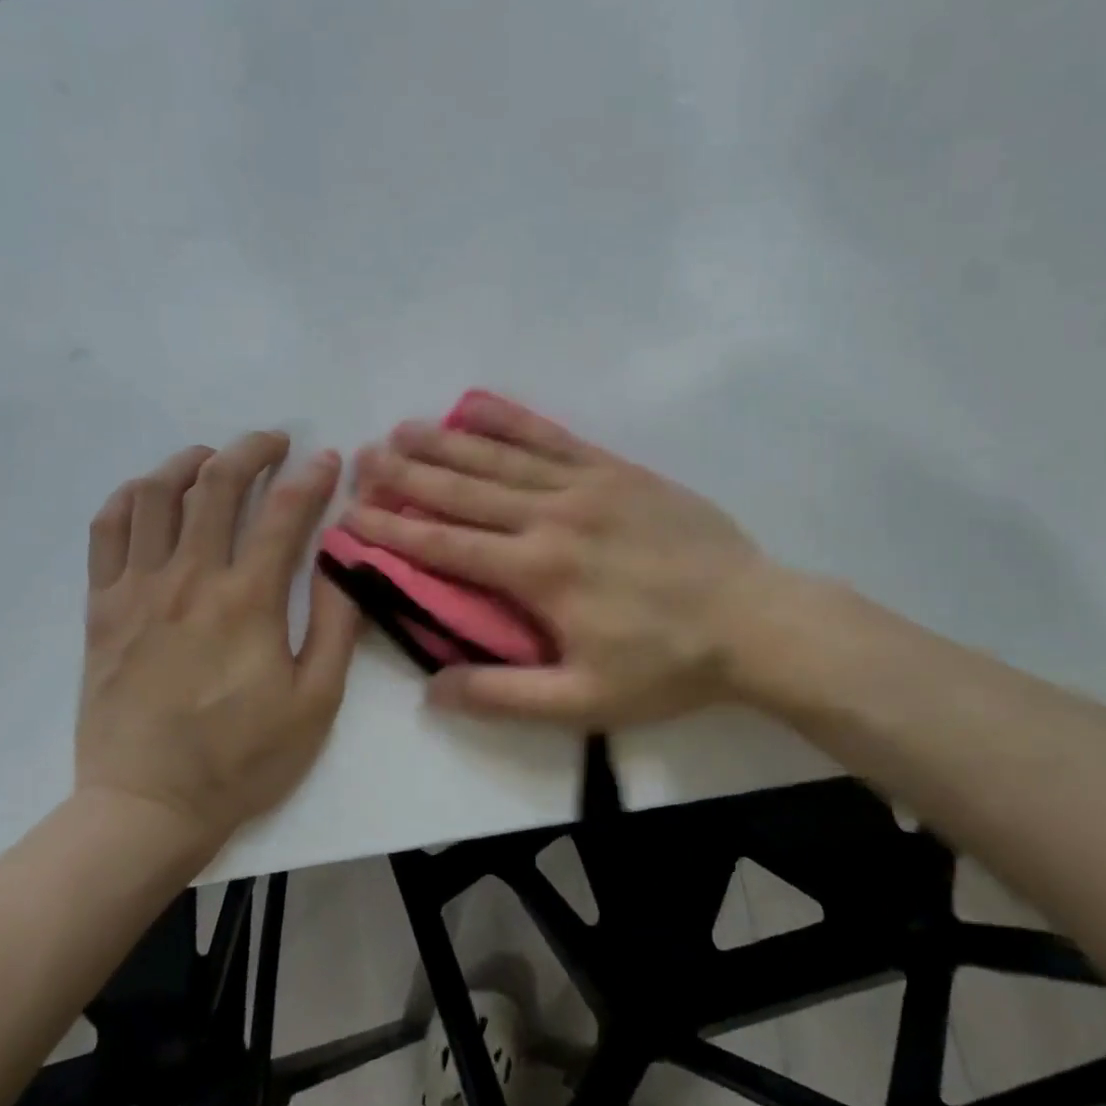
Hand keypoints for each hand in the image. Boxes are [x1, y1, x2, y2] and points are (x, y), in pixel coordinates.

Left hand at [76, 431, 357, 846]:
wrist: (146, 809)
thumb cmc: (243, 759)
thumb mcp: (317, 701)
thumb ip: (336, 623)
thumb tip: (342, 559)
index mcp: (248, 602)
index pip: (285, 514)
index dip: (312, 478)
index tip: (329, 460)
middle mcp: (189, 580)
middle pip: (216, 485)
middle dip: (252, 450)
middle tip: (275, 442)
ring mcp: (137, 590)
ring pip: (154, 495)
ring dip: (188, 463)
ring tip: (213, 459)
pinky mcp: (102, 609)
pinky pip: (107, 531)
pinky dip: (130, 498)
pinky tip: (152, 495)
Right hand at [347, 395, 771, 725]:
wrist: (752, 618)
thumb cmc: (667, 665)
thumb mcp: (584, 702)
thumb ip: (505, 696)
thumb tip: (433, 689)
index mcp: (538, 573)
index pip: (446, 546)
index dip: (393, 530)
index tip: (353, 515)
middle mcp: (551, 516)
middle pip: (463, 490)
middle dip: (407, 475)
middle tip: (363, 458)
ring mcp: (586, 484)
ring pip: (500, 457)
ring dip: (446, 442)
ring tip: (402, 429)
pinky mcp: (616, 469)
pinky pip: (553, 436)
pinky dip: (510, 418)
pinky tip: (478, 404)